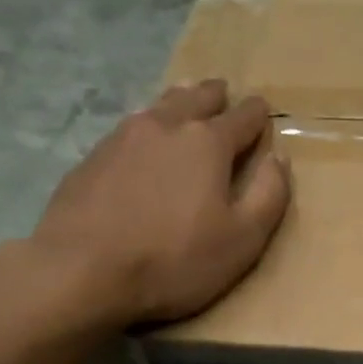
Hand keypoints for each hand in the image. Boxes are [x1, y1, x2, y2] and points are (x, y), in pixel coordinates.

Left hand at [33, 79, 291, 327]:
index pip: (243, 117)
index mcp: (208, 143)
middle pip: (196, 98)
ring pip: (159, 107)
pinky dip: (147, 129)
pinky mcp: (92, 158)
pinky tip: (144, 144)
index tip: (263, 111)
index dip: (257, 114)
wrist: (83, 270)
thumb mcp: (242, 240)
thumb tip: (279, 158)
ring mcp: (122, 137)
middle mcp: (166, 125)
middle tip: (223, 93)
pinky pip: (129, 130)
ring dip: (178, 103)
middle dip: (215, 96)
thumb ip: (269, 196)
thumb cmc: (174, 260)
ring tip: (184, 104)